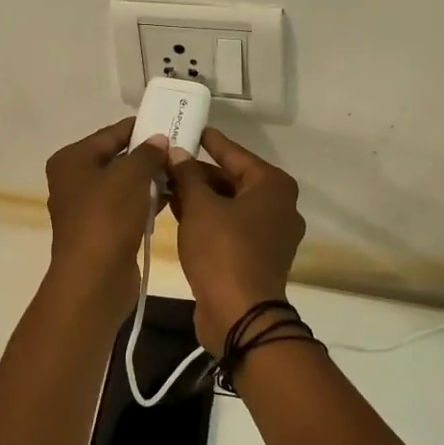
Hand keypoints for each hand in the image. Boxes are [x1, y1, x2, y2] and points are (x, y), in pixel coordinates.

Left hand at [43, 119, 168, 332]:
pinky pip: (126, 206)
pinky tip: (171, 197)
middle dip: (147, 155)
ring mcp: (86, 207)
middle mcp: (74, 180)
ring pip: (123, 184)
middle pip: (116, 158)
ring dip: (149, 179)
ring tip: (181, 171)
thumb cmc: (107, 217)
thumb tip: (159, 140)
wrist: (95, 279)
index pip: (111, 134)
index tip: (169, 123)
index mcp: (72, 160)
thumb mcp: (131, 175)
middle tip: (180, 149)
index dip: (140, 128)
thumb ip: (147, 153)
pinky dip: (145, 200)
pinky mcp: (101, 230)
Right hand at [166, 128, 306, 353]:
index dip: (209, 141)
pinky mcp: (258, 256)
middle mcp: (279, 205)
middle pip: (232, 179)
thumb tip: (177, 153)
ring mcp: (271, 233)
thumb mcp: (199, 207)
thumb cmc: (223, 251)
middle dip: (198, 173)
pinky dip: (208, 218)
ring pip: (230, 204)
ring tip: (165, 185)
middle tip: (166, 161)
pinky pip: (230, 226)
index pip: (234, 153)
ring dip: (200, 197)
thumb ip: (187, 176)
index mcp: (272, 186)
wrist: (240, 316)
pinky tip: (178, 212)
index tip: (189, 128)